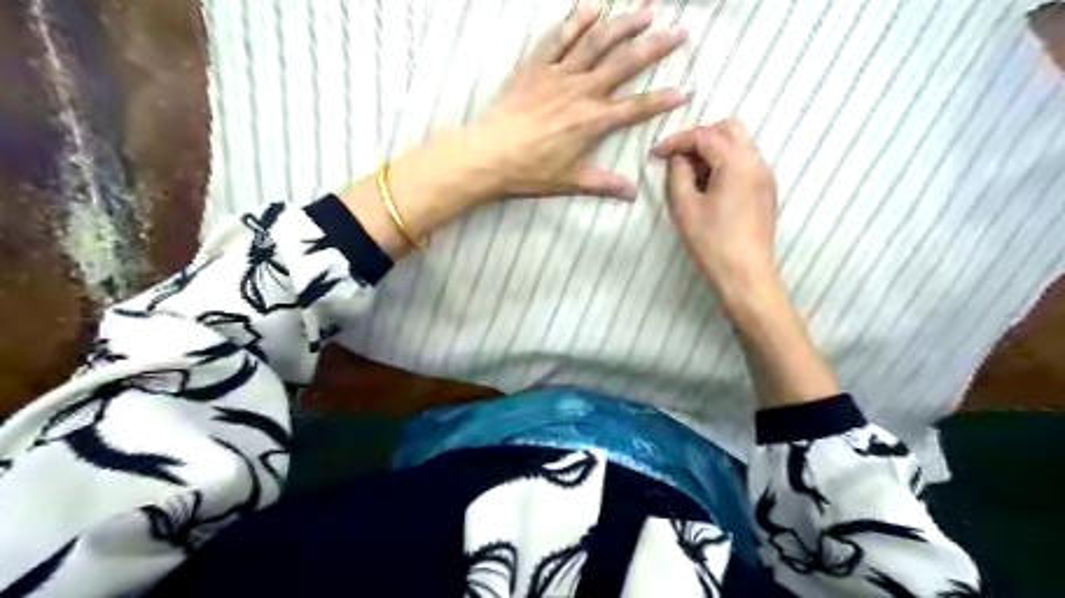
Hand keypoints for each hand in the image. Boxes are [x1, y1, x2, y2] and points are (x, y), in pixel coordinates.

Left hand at [344, 2, 691, 258]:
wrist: (489, 154)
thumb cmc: (529, 171)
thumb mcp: (570, 181)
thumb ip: (604, 184)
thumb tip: (632, 193)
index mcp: (592, 122)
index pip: (636, 107)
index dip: (663, 100)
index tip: (686, 90)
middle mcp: (581, 92)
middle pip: (624, 64)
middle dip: (654, 47)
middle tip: (679, 31)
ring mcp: (559, 75)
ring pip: (597, 43)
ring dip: (623, 24)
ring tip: (647, 8)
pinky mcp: (536, 67)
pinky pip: (559, 38)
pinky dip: (576, 21)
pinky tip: (592, 8)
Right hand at [655, 120, 778, 300]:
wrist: (746, 275)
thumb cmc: (712, 243)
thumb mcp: (685, 207)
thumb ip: (678, 175)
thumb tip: (677, 159)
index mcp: (737, 162)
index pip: (704, 136)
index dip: (677, 141)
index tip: (655, 155)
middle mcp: (756, 162)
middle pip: (728, 130)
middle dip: (699, 138)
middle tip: (676, 159)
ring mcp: (765, 176)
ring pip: (739, 145)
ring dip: (712, 151)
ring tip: (690, 176)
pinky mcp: (765, 191)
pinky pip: (745, 162)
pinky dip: (724, 163)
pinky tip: (708, 187)